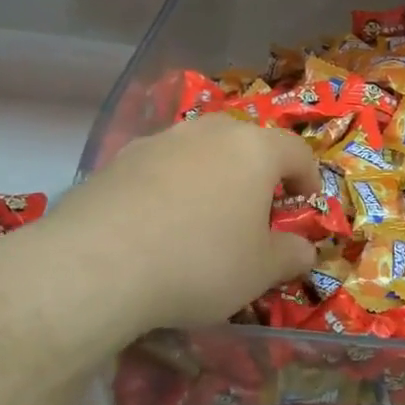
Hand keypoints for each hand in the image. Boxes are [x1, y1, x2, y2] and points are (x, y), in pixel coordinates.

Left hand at [0, 115, 318, 369]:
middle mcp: (209, 132)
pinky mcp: (117, 160)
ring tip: (204, 217)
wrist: (96, 266)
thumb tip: (304, 250)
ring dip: (211, 176)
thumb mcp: (260, 271)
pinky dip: (170, 187)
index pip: (297, 151)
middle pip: (246, 142)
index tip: (306, 203)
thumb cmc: (200, 262)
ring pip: (199, 150)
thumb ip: (290, 255)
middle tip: (256, 209)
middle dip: (257, 172)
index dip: (308, 177)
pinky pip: (159, 168)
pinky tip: (158, 225)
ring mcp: (160, 141)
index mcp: (255, 149)